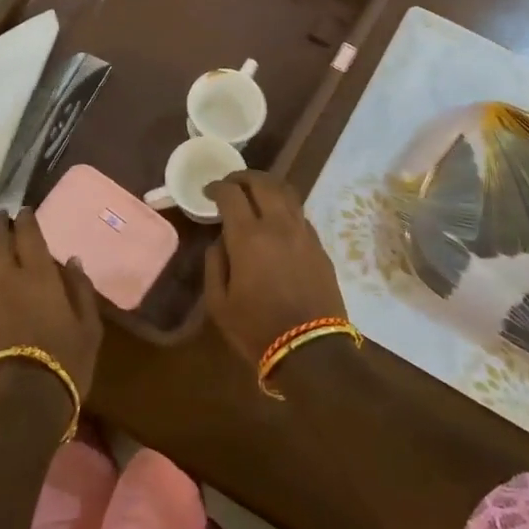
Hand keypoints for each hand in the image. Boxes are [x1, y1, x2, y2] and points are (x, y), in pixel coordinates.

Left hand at [0, 209, 101, 404]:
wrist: (22, 400)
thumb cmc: (65, 362)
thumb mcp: (89, 327)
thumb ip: (81, 290)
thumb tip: (72, 261)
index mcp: (38, 275)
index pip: (28, 234)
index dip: (26, 219)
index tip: (25, 211)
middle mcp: (6, 279)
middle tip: (1, 217)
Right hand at [205, 172, 348, 362]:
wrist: (311, 350)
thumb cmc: (257, 329)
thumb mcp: (219, 303)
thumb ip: (215, 264)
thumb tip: (221, 241)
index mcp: (248, 237)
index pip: (231, 194)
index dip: (217, 187)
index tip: (209, 191)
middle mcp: (278, 226)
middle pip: (263, 183)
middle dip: (243, 177)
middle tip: (231, 183)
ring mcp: (304, 234)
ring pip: (287, 193)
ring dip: (268, 186)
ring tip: (255, 193)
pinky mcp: (320, 247)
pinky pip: (300, 214)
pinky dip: (285, 207)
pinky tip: (277, 220)